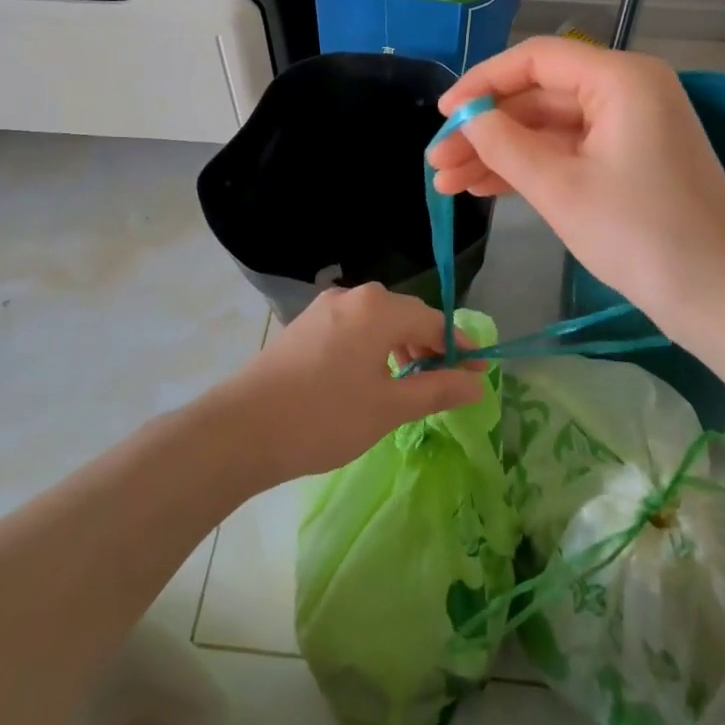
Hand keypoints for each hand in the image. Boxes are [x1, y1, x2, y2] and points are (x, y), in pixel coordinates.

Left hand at [222, 284, 486, 481]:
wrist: (243, 428)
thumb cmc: (325, 417)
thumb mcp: (389, 408)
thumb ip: (437, 390)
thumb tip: (477, 383)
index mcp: (378, 308)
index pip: (434, 321)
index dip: (460, 346)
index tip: (480, 372)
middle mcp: (353, 296)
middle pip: (406, 315)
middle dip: (431, 346)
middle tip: (449, 380)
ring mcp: (325, 308)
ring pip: (378, 321)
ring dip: (402, 346)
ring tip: (412, 382)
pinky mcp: (305, 325)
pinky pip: (354, 327)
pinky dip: (374, 347)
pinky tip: (372, 376)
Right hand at [428, 37, 724, 336]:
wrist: (723, 301)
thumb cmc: (641, 235)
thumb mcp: (561, 188)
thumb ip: (505, 145)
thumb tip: (468, 118)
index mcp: (621, 78)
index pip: (536, 59)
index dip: (482, 82)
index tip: (442, 114)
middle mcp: (628, 91)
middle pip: (540, 96)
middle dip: (486, 129)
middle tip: (437, 162)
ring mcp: (632, 128)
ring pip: (551, 128)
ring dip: (501, 153)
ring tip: (448, 183)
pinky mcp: (631, 162)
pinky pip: (570, 152)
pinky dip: (531, 169)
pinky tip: (485, 188)